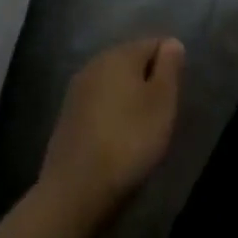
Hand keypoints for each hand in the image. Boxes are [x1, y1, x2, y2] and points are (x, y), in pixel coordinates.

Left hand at [39, 37, 184, 218]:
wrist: (73, 194)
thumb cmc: (128, 142)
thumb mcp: (162, 101)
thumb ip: (170, 66)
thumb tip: (171, 43)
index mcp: (120, 53)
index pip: (155, 44)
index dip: (169, 69)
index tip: (170, 100)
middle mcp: (95, 63)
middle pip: (133, 63)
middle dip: (148, 83)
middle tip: (158, 117)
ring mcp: (77, 91)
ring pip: (115, 85)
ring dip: (129, 101)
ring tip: (138, 133)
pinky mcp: (66, 118)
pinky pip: (99, 106)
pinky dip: (111, 117)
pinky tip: (115, 142)